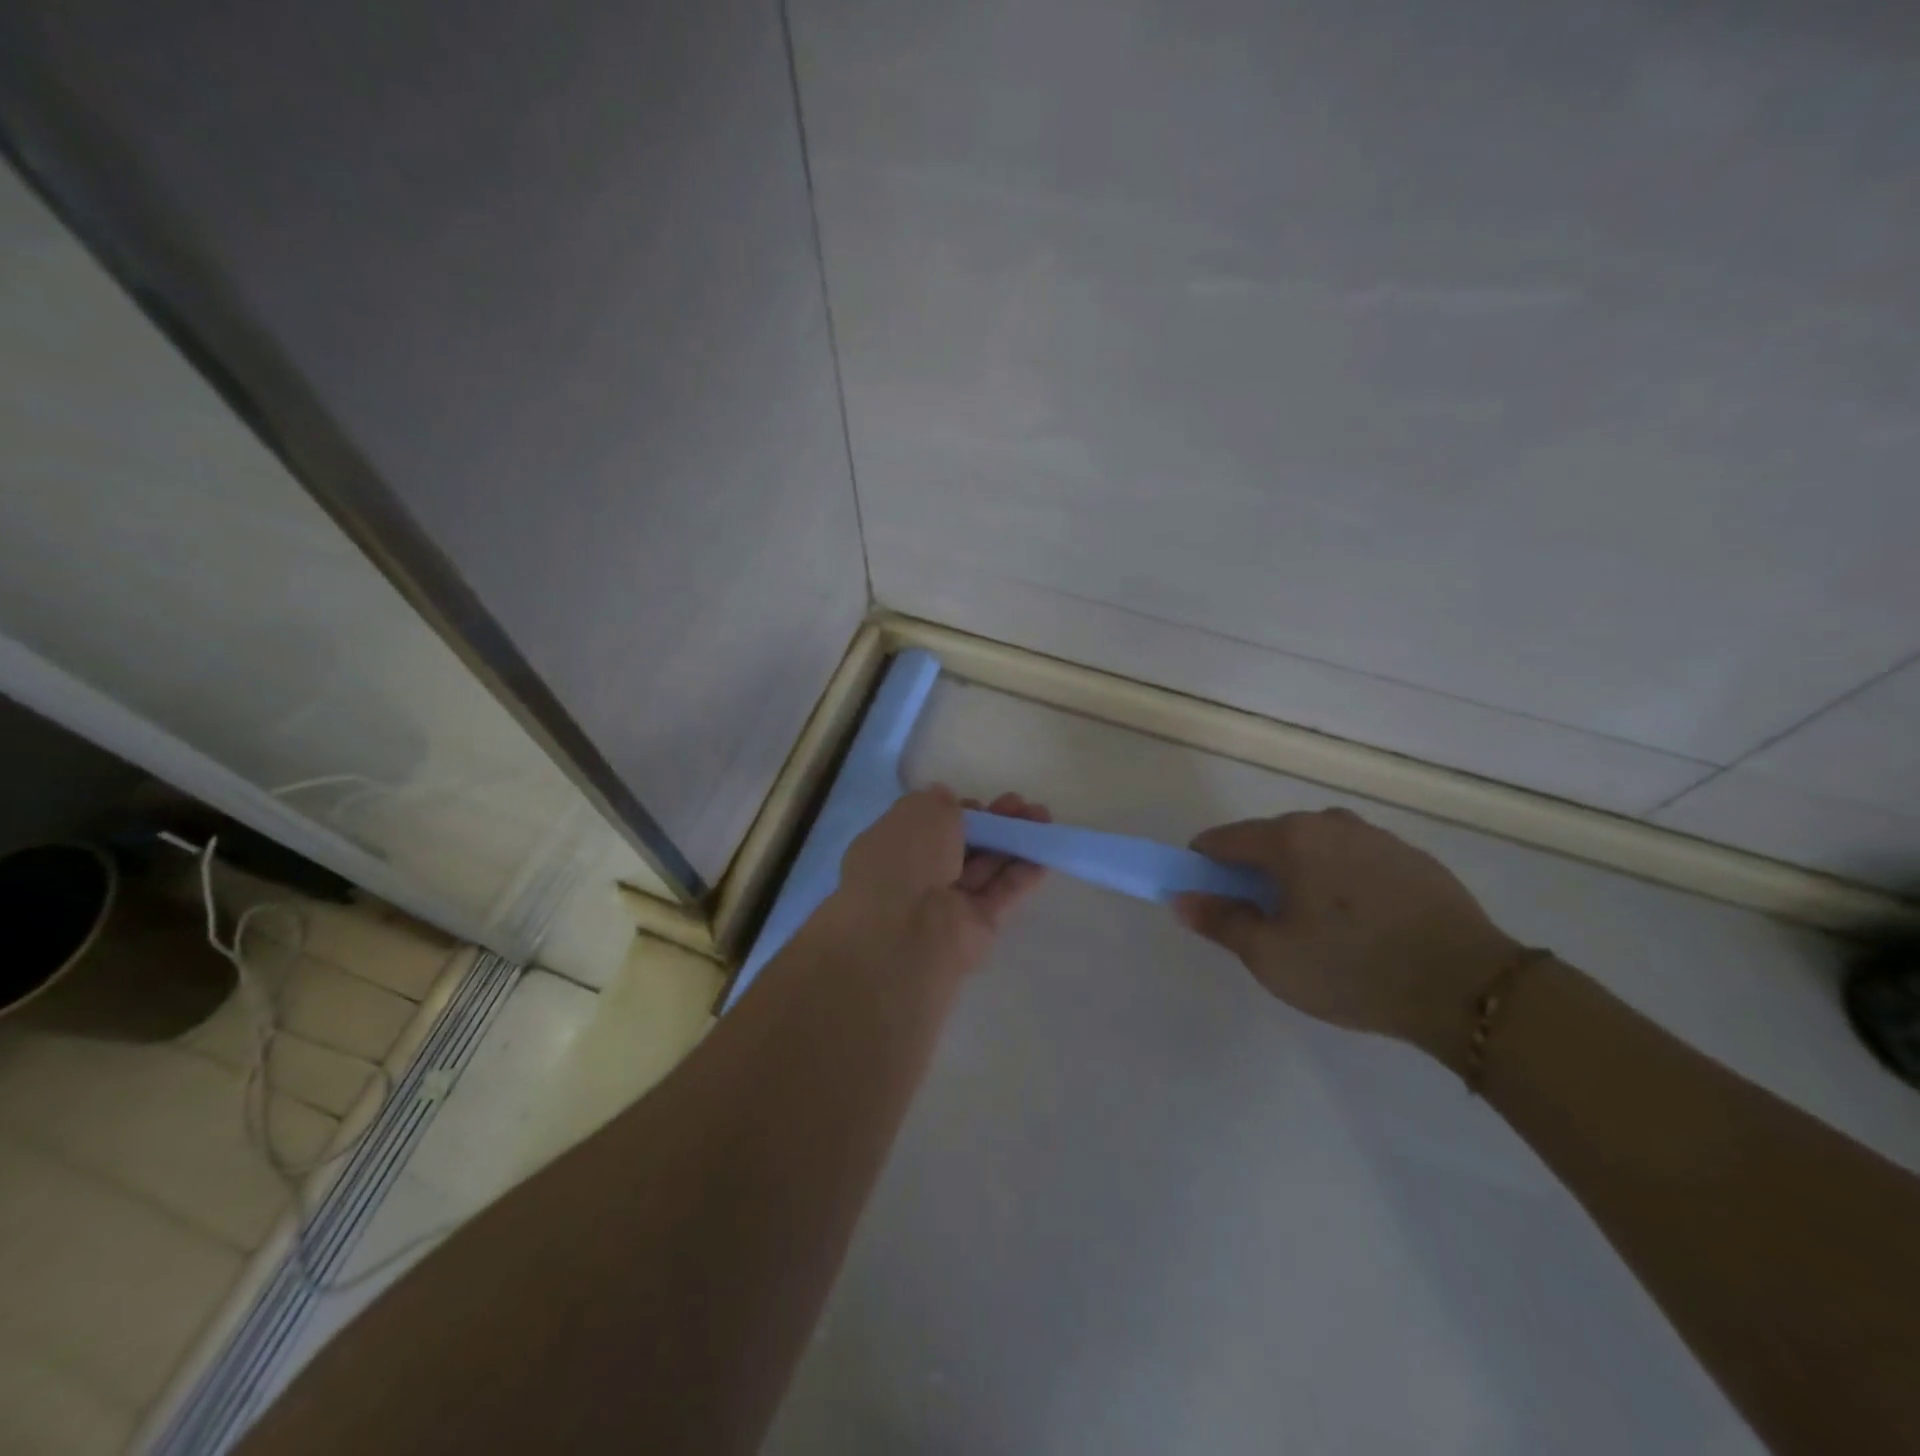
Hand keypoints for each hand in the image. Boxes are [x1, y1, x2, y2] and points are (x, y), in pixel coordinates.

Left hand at [824, 786, 1050, 977]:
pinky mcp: (978, 926)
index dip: (958, 811)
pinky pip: (1004, 893)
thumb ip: (940, 802)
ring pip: (986, 866)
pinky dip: (1025, 872)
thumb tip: (950, 800)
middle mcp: (917, 875)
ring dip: (1015, 841)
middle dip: (993, 823)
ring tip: (1044, 818)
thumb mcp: (918, 811)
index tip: (979, 803)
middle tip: (1022, 804)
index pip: (930, 825)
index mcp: (892, 847)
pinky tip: (1048, 851)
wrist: (905, 934)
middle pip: (963, 845)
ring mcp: (948, 903)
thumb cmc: (905, 859)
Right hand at [1174, 808, 1520, 1063]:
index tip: (1207, 899)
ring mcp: (1375, 836)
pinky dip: (1340, 880)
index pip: (1222, 840)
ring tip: (1314, 925)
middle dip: (1253, 872)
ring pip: (1314, 848)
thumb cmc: (1353, 968)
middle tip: (1262, 922)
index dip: (1203, 867)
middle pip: (1268, 839)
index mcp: (1289, 838)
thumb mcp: (1271, 956)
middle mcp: (1329, 823)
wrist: (1469, 987)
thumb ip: (1220, 921)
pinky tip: (1358, 923)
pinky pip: (1354, 860)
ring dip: (1299, 874)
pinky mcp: (1411, 857)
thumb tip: (1181, 898)